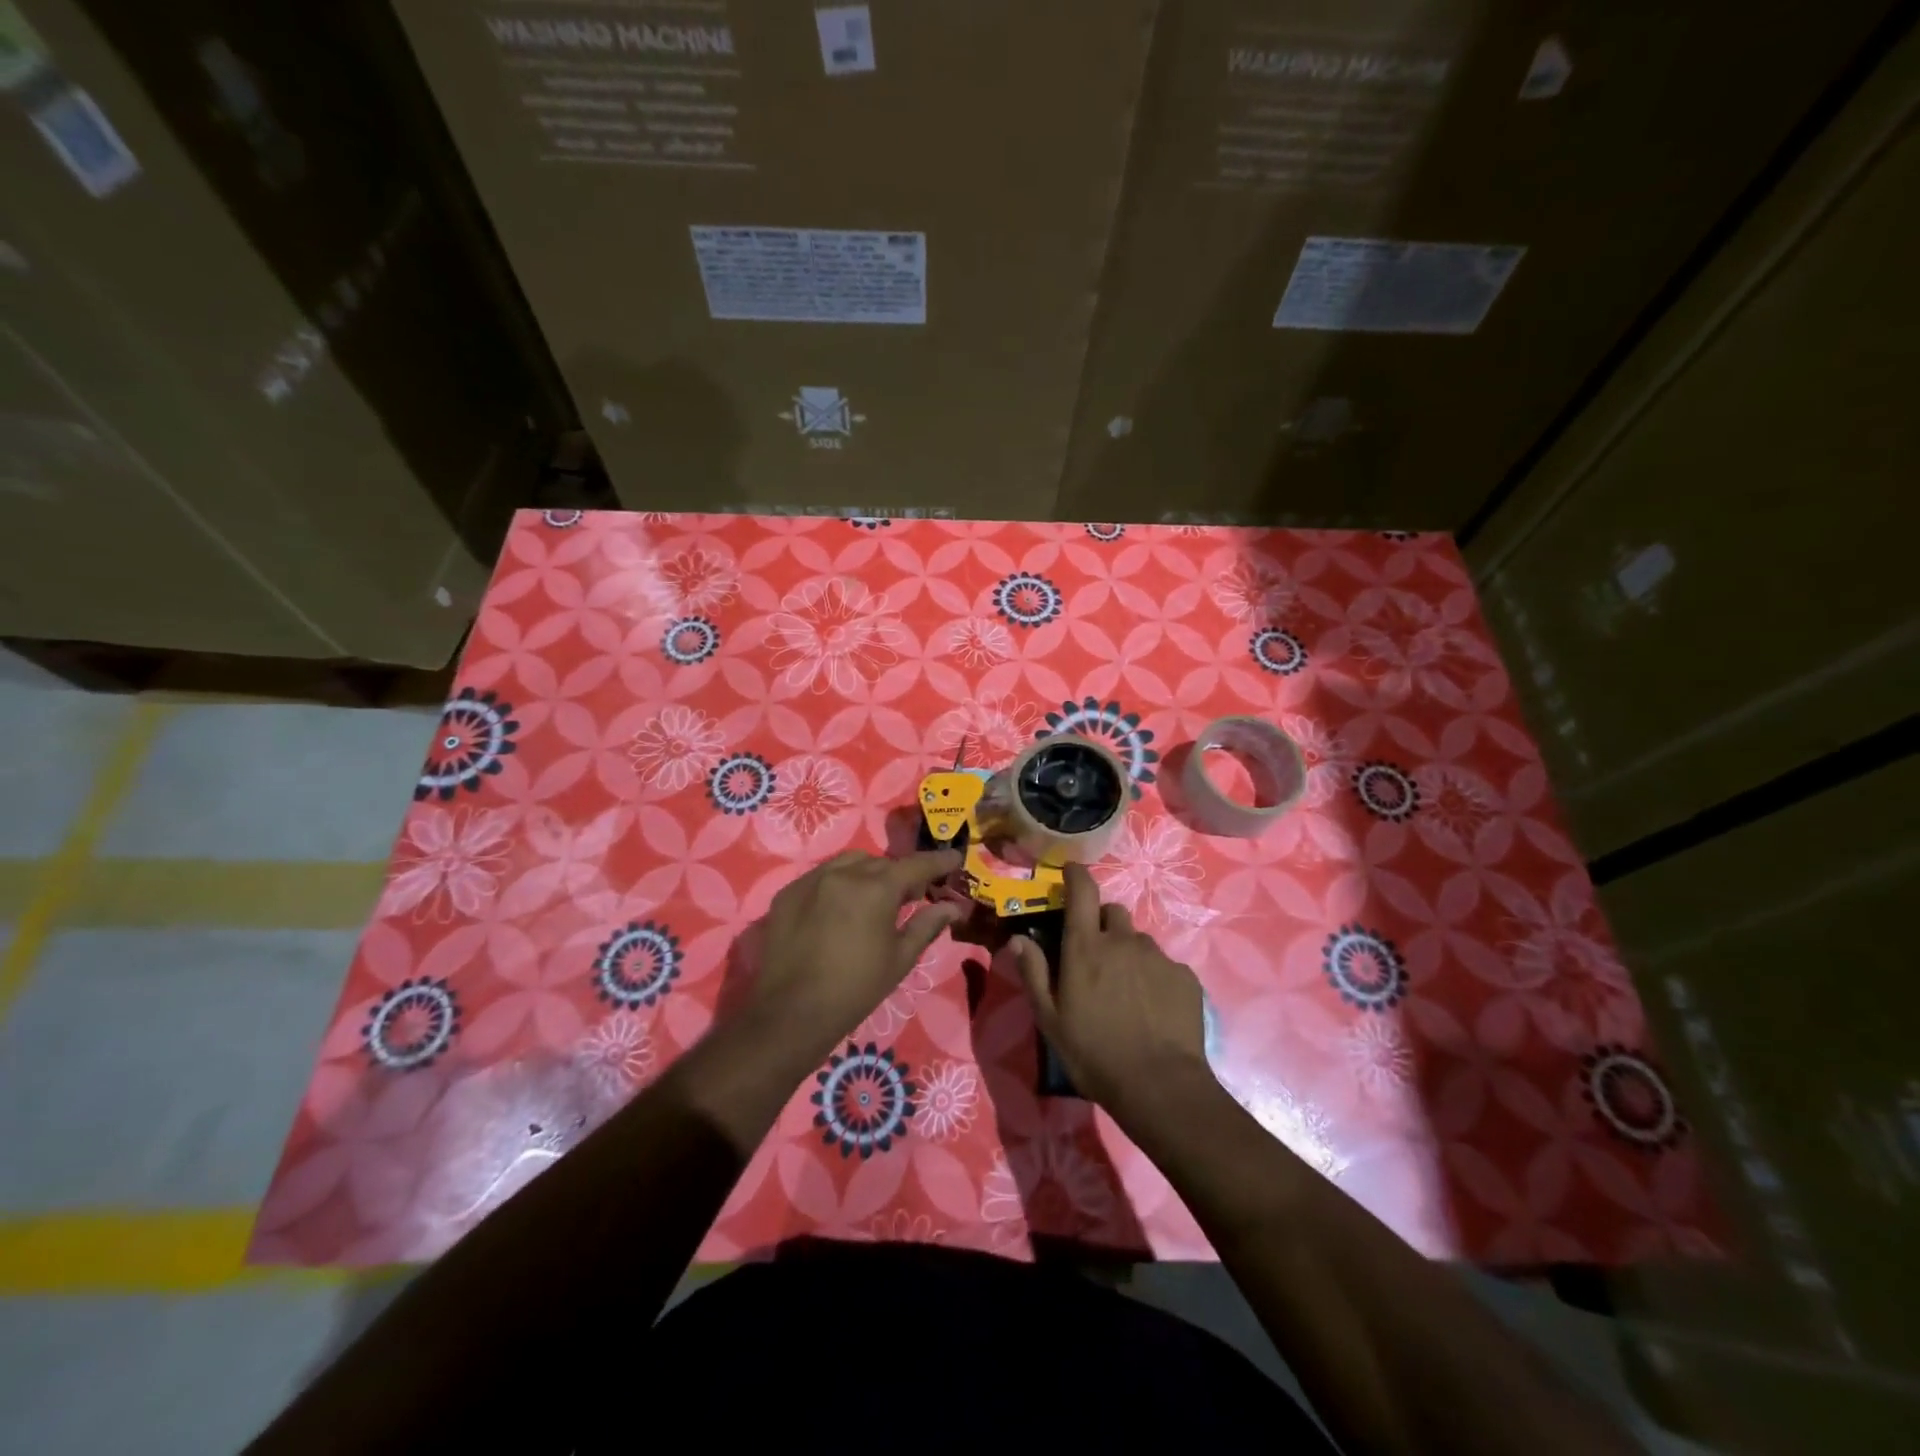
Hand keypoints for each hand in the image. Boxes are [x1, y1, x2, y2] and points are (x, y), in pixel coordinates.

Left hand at [751, 848, 964, 1059]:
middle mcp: (844, 873)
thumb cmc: (856, 988)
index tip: (955, 859)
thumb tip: (953, 907)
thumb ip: (927, 925)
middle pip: (881, 863)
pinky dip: (837, 884)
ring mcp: (811, 880)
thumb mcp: (900, 958)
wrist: (791, 1013)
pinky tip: (839, 908)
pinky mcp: (787, 893)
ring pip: (849, 863)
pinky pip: (820, 876)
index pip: (916, 865)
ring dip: (868, 873)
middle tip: (911, 895)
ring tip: (873, 898)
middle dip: (900, 874)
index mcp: (877, 888)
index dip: (938, 862)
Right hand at [1010, 863, 1210, 1116]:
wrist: (1160, 1086)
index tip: (1070, 873)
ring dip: (1128, 954)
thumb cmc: (1094, 1053)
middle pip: (1113, 913)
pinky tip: (1151, 1008)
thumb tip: (1017, 938)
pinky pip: (1164, 965)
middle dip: (1102, 925)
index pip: (1083, 891)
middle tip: (1096, 957)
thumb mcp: (1050, 1019)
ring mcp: (1158, 957)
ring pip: (1139, 941)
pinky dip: (1153, 977)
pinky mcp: (1184, 977)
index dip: (1076, 875)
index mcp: (1086, 947)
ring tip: (1125, 990)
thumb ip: (1033, 973)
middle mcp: (1123, 941)